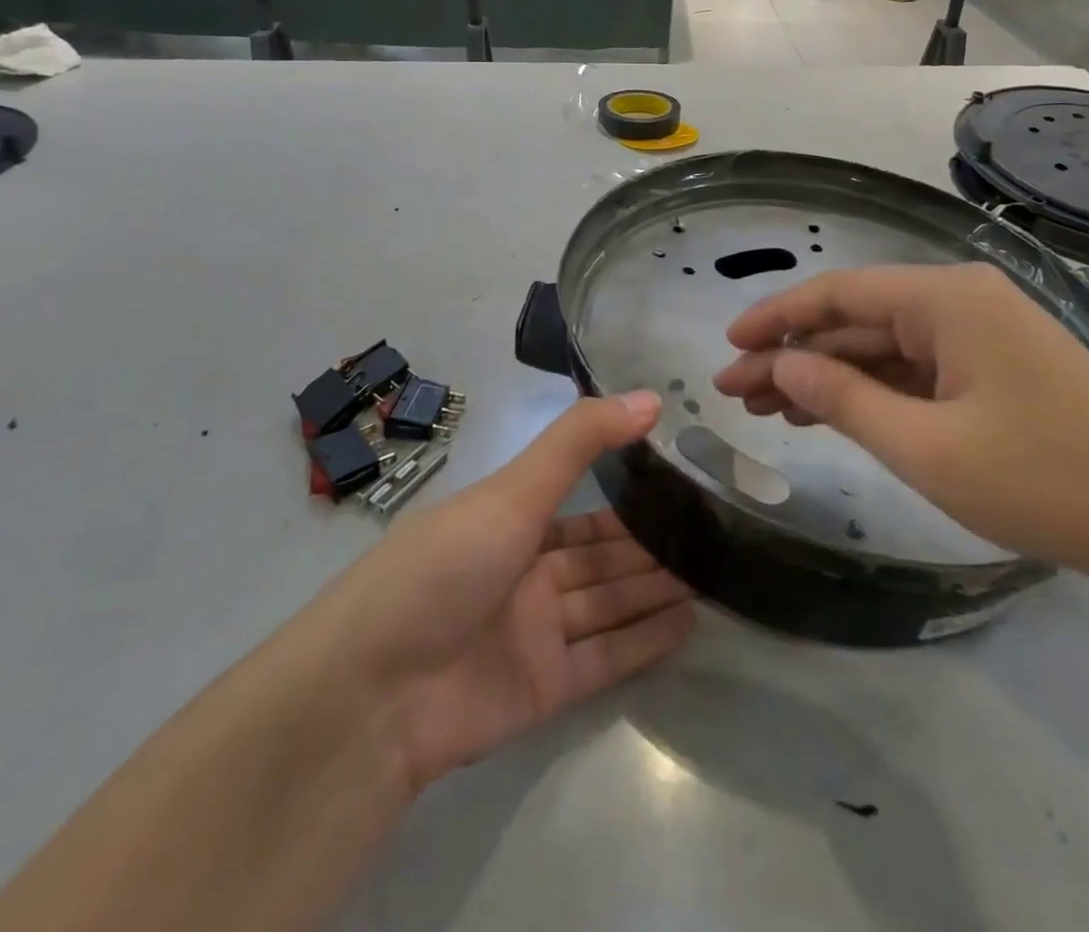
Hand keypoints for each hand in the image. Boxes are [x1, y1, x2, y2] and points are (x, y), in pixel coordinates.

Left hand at [318, 393, 693, 790]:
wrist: (374, 692)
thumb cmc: (444, 567)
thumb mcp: (513, 490)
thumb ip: (581, 441)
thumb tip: (650, 397)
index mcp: (509, 521)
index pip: (580, 507)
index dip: (627, 496)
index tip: (680, 481)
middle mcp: (525, 573)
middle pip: (600, 557)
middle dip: (649, 546)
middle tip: (712, 532)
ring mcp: (535, 632)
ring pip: (609, 603)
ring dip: (654, 589)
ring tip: (714, 572)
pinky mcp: (545, 687)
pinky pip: (606, 657)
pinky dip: (645, 641)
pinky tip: (690, 622)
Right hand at [711, 263, 1088, 576]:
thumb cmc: (1044, 479)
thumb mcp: (925, 445)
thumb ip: (841, 398)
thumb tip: (778, 365)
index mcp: (944, 299)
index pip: (837, 294)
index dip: (775, 318)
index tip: (728, 346)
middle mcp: (959, 301)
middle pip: (854, 321)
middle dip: (791, 355)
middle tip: (734, 393)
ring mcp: (979, 335)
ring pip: (880, 347)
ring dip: (824, 376)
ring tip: (766, 410)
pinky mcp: (993, 369)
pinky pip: (913, 370)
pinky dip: (868, 392)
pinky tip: (826, 416)